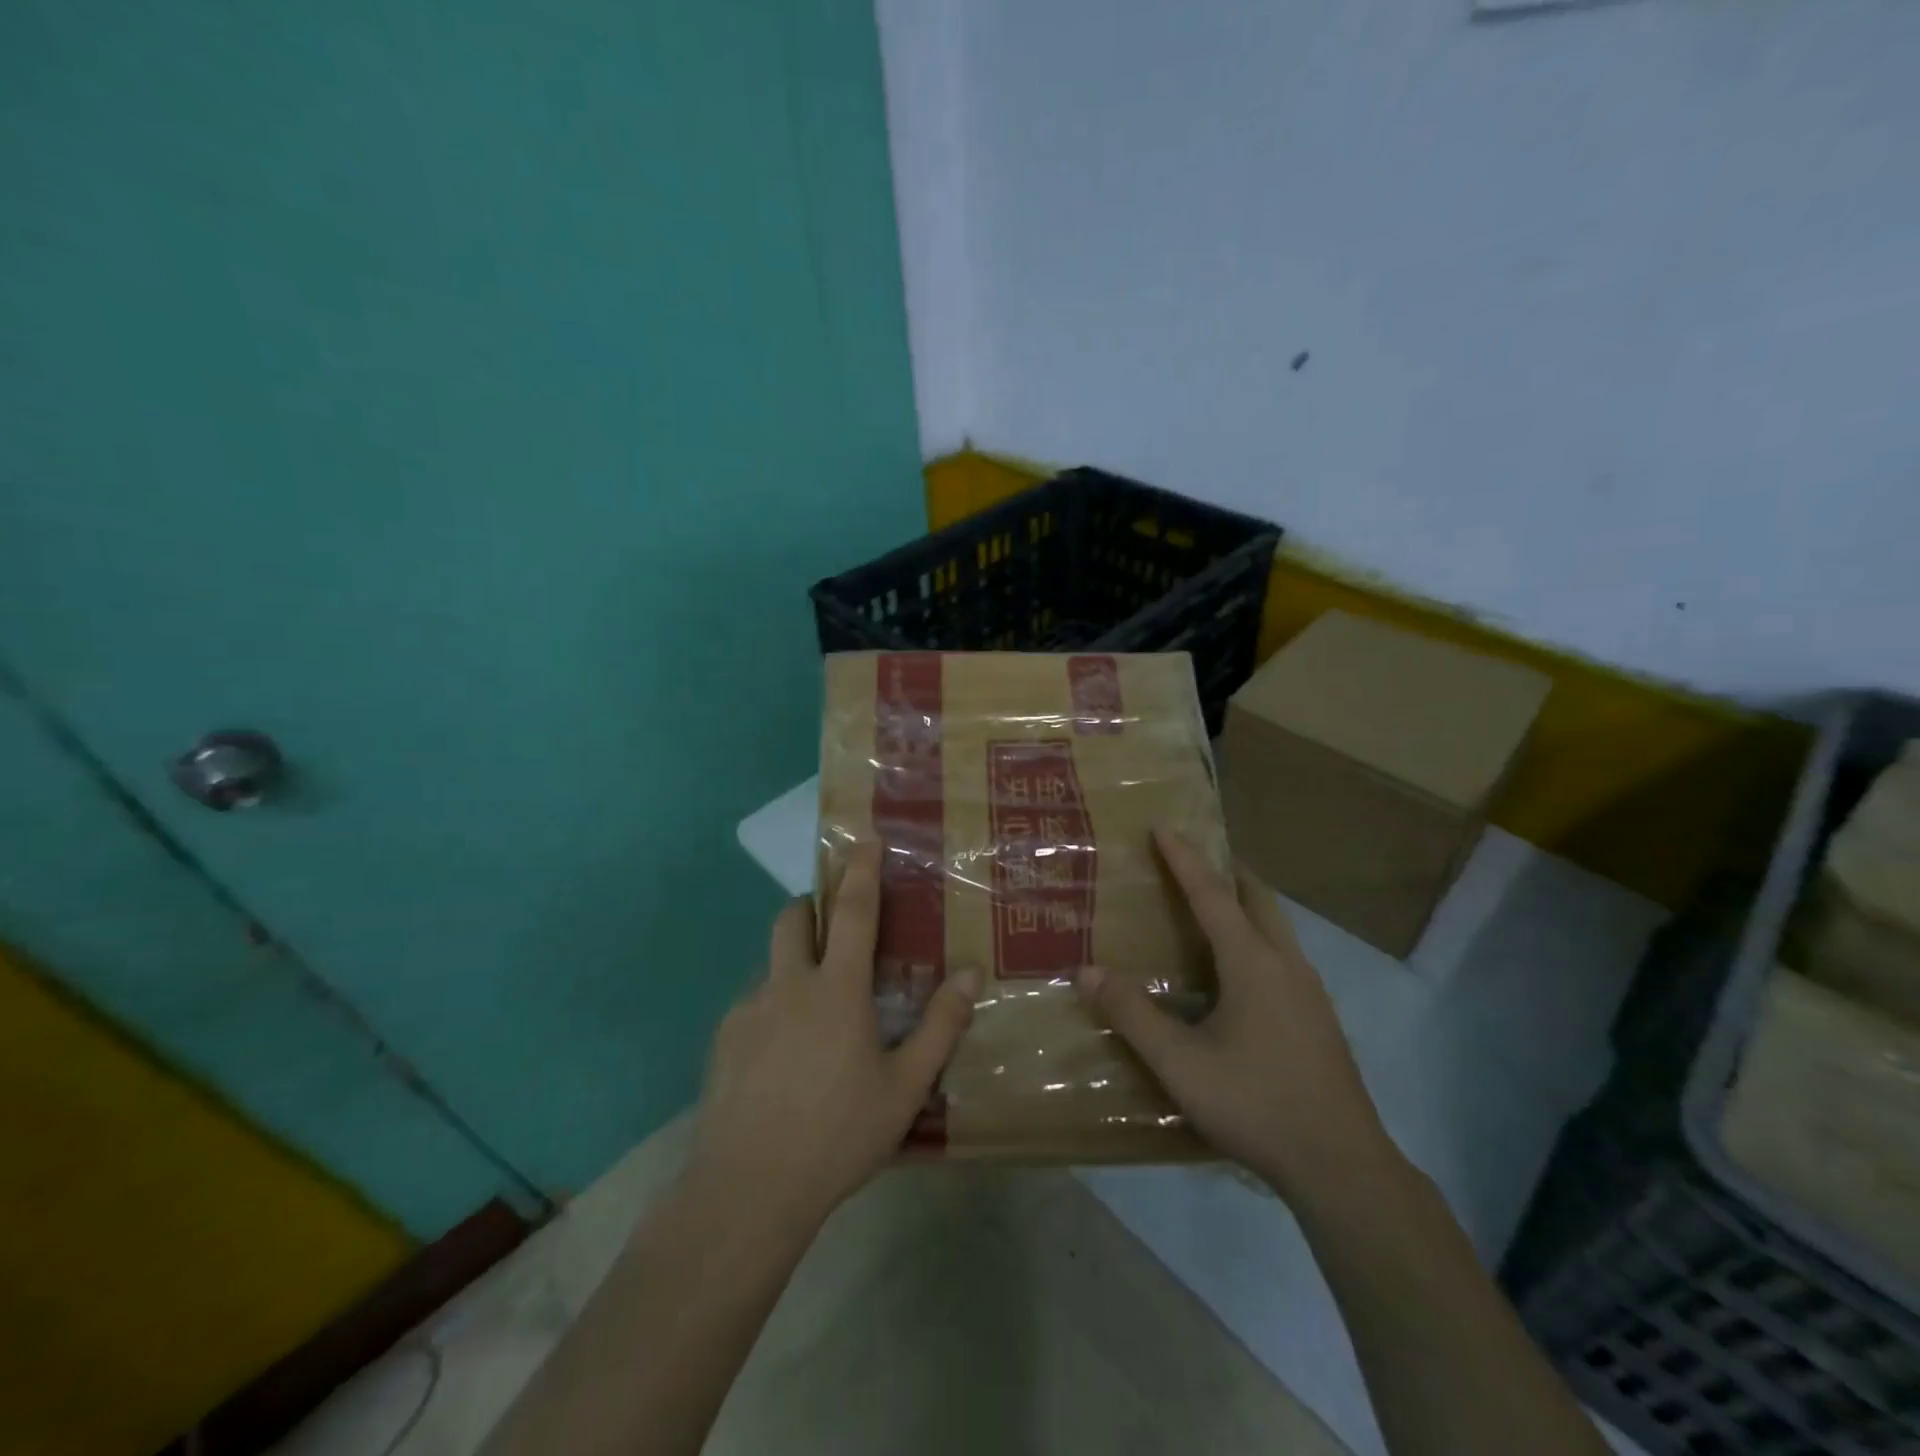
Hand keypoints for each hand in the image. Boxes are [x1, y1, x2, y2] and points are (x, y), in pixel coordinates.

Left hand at [688, 842, 977, 1233]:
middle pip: (792, 919)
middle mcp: (788, 985)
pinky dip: (773, 1011)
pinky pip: (753, 1006)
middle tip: (833, 928)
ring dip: (794, 967)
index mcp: (837, 990)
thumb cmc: (838, 1134)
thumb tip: (968, 975)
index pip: (853, 912)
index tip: (864, 839)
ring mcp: (748, 1010)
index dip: (861, 871)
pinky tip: (783, 1061)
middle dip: (811, 907)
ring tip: (814, 1019)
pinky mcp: (723, 1040)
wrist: (747, 1190)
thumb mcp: (904, 1087)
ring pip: (771, 966)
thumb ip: (940, 1027)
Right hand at [1074, 828, 1391, 1201]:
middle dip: (1227, 871)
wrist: (1341, 1166)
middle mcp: (1286, 964)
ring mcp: (1309, 992)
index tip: (1163, 826)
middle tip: (1195, 858)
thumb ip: (1132, 1015)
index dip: (1184, 859)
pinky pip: (1283, 956)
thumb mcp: (1180, 1063)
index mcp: (1252, 963)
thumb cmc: (1256, 1103)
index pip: (1212, 895)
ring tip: (1212, 908)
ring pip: (1276, 928)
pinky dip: (1256, 938)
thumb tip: (1086, 971)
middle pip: (1258, 899)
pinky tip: (1237, 974)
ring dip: (1245, 905)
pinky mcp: (1318, 1019)